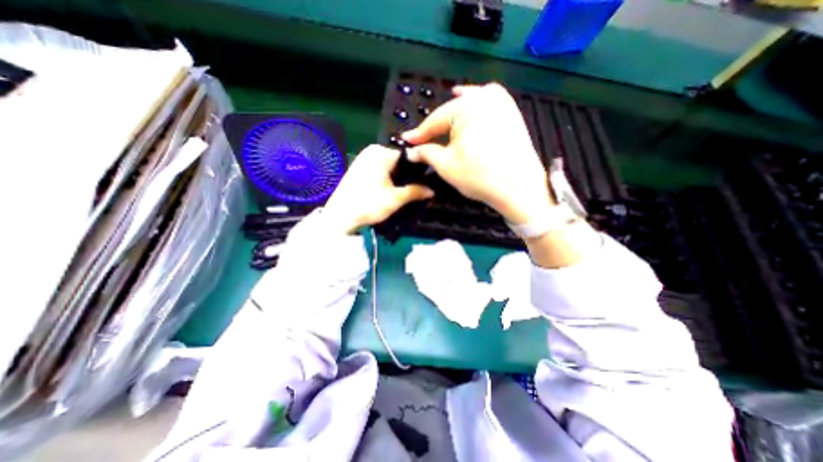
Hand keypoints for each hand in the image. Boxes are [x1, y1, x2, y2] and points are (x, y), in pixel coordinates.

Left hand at [323, 144, 432, 233]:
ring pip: (390, 166)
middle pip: (399, 161)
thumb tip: (432, 191)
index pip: (408, 155)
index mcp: (381, 153)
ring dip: (400, 178)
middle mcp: (372, 151)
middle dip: (409, 175)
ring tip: (410, 191)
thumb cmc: (368, 204)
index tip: (429, 180)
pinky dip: (389, 178)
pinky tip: (394, 190)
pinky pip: (380, 170)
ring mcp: (364, 159)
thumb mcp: (395, 199)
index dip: (420, 168)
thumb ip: (415, 191)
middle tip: (420, 188)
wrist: (340, 216)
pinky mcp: (359, 168)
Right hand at [404, 84, 551, 227]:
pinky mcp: (512, 112)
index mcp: (467, 106)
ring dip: (454, 111)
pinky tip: (469, 104)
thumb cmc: (479, 176)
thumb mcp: (446, 165)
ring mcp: (502, 102)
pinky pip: (487, 104)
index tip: (407, 140)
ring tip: (443, 116)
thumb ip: (426, 152)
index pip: (435, 120)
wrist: (519, 187)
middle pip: (451, 111)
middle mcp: (485, 96)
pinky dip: (474, 106)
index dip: (419, 133)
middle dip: (437, 126)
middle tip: (424, 137)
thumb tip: (411, 150)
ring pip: (469, 104)